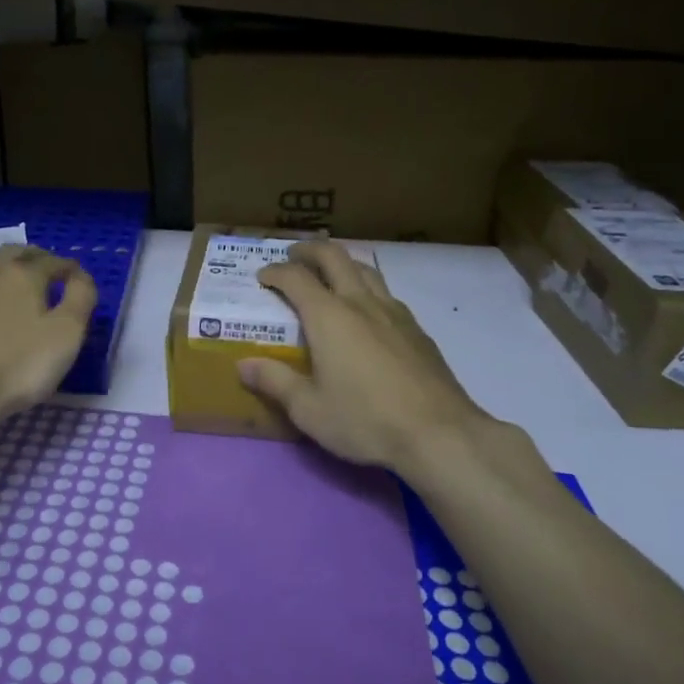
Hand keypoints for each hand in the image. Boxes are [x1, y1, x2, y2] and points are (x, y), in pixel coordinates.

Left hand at [0, 246, 97, 421]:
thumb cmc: (19, 363)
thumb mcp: (67, 332)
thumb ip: (81, 297)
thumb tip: (81, 277)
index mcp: (22, 272)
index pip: (54, 261)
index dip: (72, 270)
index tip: (81, 283)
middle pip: (16, 254)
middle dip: (37, 259)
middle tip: (51, 277)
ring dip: (9, 274)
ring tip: (23, 295)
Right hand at [238, 242, 496, 475]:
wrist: (439, 433)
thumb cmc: (365, 420)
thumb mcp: (309, 410)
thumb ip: (275, 382)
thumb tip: (244, 365)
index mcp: (328, 317)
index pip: (296, 278)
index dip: (275, 272)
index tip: (262, 276)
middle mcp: (360, 302)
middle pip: (334, 257)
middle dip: (309, 250)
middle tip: (294, 256)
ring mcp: (394, 312)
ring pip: (365, 269)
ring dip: (342, 263)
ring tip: (330, 275)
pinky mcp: (417, 329)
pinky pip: (386, 293)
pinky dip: (367, 288)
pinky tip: (368, 312)